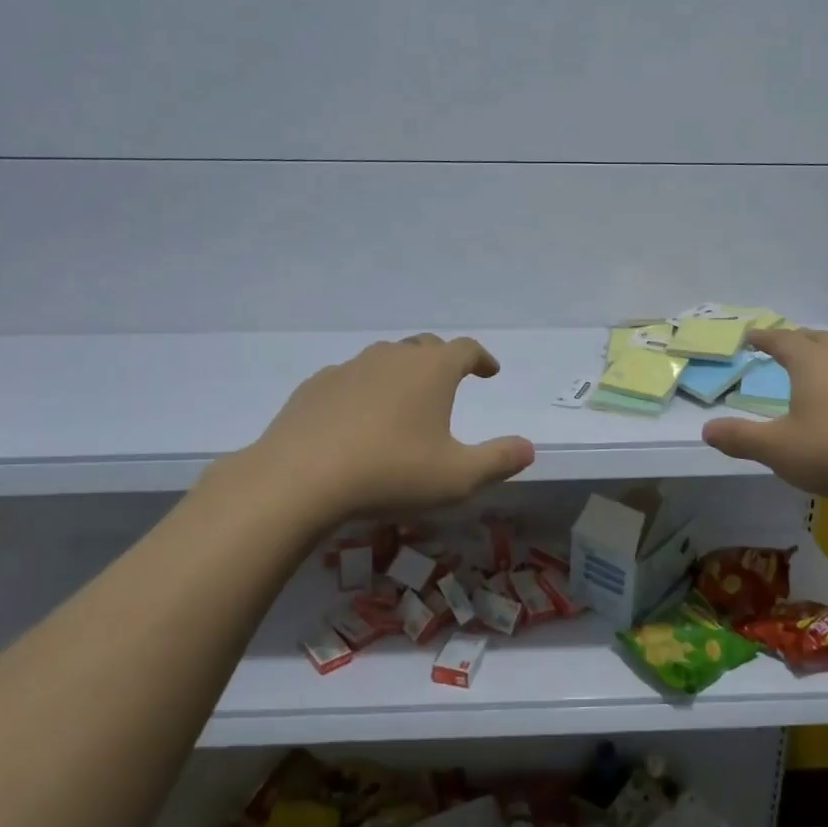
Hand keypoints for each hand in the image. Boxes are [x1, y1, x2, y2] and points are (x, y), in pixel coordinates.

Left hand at [202, 334, 535, 528]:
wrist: (298, 479)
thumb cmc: (390, 473)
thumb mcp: (457, 477)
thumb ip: (498, 461)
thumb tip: (528, 448)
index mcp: (431, 370)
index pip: (466, 349)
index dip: (482, 358)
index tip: (490, 371)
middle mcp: (392, 357)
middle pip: (425, 346)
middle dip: (443, 360)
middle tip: (451, 381)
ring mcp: (350, 368)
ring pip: (386, 359)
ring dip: (402, 373)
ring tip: (405, 401)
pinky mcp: (316, 386)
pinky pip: (351, 379)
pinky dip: (365, 390)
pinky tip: (358, 418)